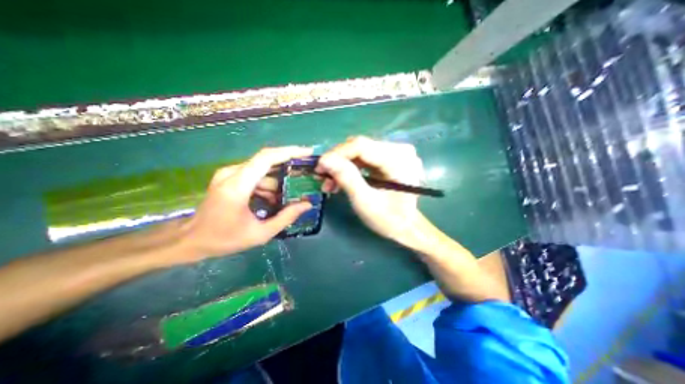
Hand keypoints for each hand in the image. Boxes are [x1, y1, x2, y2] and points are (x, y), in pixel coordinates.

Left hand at [179, 147, 312, 259]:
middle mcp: (231, 173)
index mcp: (237, 186)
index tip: (307, 152)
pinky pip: (254, 175)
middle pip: (266, 159)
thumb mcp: (260, 234)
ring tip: (289, 195)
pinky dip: (267, 183)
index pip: (266, 158)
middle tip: (306, 170)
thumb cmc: (224, 239)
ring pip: (261, 169)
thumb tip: (307, 204)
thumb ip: (286, 217)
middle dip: (288, 163)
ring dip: (278, 180)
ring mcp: (228, 174)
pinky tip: (273, 198)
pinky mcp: (229, 177)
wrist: (191, 240)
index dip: (289, 152)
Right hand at [314, 136, 422, 245]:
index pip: (361, 145)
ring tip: (330, 183)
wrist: (405, 226)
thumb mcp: (365, 202)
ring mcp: (396, 152)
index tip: (319, 168)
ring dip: (342, 165)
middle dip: (337, 161)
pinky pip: (364, 157)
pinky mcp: (389, 157)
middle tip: (322, 178)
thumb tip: (324, 160)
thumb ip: (347, 179)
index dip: (337, 154)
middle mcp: (400, 150)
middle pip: (359, 147)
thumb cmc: (389, 219)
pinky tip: (341, 179)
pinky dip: (350, 167)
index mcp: (399, 160)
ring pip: (359, 151)